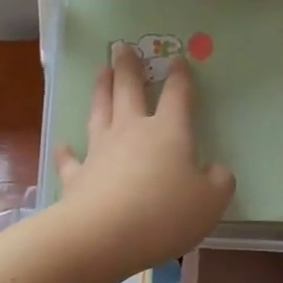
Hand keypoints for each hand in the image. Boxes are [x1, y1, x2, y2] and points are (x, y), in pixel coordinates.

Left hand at [53, 44, 235, 277]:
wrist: (104, 234)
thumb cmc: (165, 214)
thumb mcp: (211, 202)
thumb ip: (219, 182)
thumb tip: (217, 170)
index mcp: (169, 132)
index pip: (177, 96)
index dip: (180, 77)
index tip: (178, 60)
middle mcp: (132, 131)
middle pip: (129, 90)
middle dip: (128, 67)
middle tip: (122, 47)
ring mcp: (100, 150)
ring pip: (100, 111)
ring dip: (101, 90)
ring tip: (101, 72)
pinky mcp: (78, 176)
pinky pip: (71, 159)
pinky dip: (67, 151)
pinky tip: (64, 144)